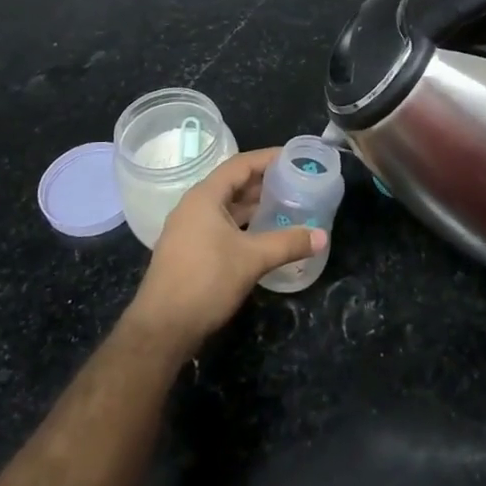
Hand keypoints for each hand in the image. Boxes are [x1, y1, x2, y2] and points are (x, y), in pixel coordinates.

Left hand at [125, 148, 324, 351]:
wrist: (162, 328)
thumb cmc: (206, 281)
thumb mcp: (252, 259)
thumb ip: (288, 243)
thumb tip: (322, 236)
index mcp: (205, 197)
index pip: (241, 164)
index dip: (269, 158)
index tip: (295, 157)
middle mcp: (194, 206)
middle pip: (234, 183)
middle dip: (265, 181)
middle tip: (297, 181)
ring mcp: (189, 229)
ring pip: (228, 206)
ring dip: (255, 204)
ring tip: (287, 203)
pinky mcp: (190, 249)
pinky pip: (222, 224)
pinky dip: (244, 223)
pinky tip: (265, 233)